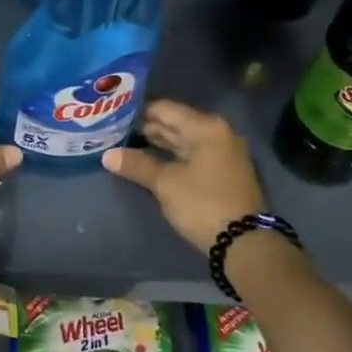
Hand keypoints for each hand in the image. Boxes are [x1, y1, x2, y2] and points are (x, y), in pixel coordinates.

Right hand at [103, 100, 265, 251]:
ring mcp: (223, 152)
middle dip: (147, 126)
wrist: (244, 242)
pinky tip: (151, 159)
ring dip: (159, 142)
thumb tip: (107, 156)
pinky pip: (192, 154)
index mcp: (206, 127)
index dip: (139, 110)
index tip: (115, 113)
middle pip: (176, 122)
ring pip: (184, 140)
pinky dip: (172, 155)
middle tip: (116, 128)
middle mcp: (217, 133)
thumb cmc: (203, 204)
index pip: (165, 109)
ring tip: (128, 142)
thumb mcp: (165, 184)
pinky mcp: (223, 171)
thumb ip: (137, 165)